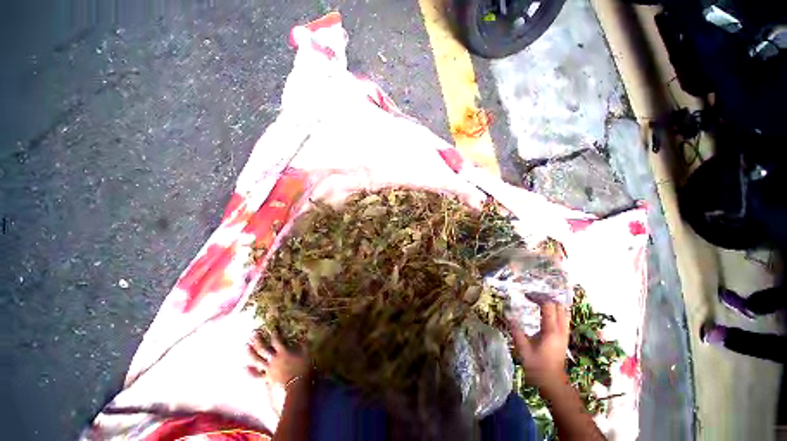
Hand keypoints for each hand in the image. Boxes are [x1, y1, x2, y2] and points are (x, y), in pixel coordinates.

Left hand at [248, 333, 310, 386]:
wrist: (296, 386)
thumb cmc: (303, 369)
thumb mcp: (306, 353)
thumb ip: (304, 343)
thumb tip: (306, 333)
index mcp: (283, 352)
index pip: (277, 340)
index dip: (274, 333)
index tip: (272, 327)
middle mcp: (273, 359)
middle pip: (263, 349)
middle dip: (258, 340)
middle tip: (253, 334)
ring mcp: (268, 369)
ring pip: (257, 360)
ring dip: (251, 353)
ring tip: (246, 346)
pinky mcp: (267, 378)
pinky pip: (257, 375)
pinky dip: (250, 372)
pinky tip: (245, 368)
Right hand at [508, 301, 569, 391]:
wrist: (553, 382)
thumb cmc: (537, 366)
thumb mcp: (523, 349)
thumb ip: (516, 331)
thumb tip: (507, 316)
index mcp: (551, 331)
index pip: (548, 306)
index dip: (537, 297)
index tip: (526, 295)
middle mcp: (561, 329)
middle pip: (558, 305)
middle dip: (545, 297)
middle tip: (531, 296)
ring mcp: (564, 333)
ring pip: (563, 311)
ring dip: (552, 303)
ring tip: (538, 301)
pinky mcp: (564, 336)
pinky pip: (564, 317)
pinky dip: (556, 310)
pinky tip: (545, 311)